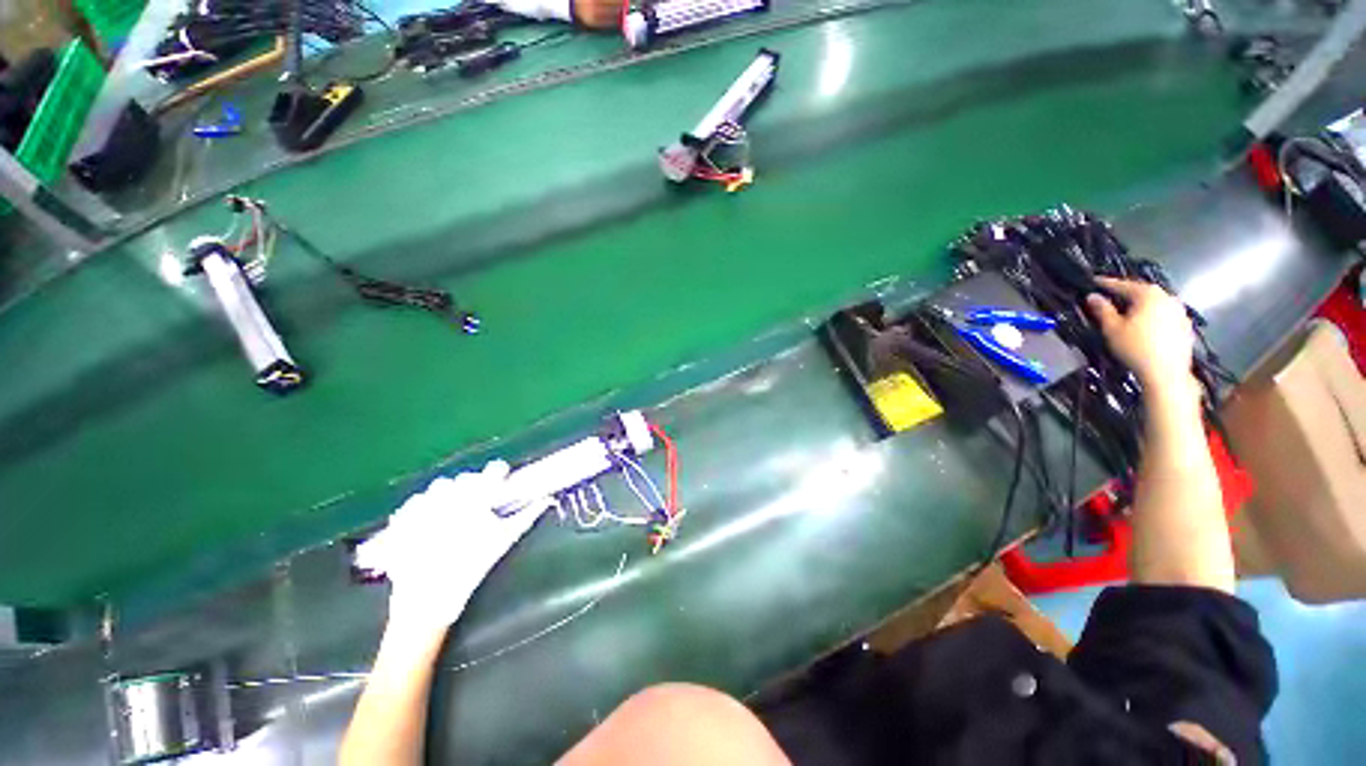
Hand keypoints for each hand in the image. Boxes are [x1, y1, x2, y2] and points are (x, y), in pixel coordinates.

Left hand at [354, 461, 547, 631]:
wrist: (425, 597)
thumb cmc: (471, 566)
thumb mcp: (503, 540)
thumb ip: (526, 516)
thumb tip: (547, 499)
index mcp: (476, 495)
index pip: (495, 469)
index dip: (500, 476)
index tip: (501, 487)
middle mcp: (449, 492)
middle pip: (468, 478)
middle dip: (475, 488)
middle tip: (478, 508)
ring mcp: (423, 502)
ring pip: (441, 486)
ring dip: (450, 495)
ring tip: (452, 516)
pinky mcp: (403, 515)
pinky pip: (418, 501)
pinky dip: (425, 508)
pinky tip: (429, 525)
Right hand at [1085, 277, 1195, 390]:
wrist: (1166, 372)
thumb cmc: (1135, 347)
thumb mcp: (1112, 329)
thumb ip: (1103, 310)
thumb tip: (1093, 296)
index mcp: (1148, 294)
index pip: (1123, 285)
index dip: (1107, 284)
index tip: (1094, 281)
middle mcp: (1167, 297)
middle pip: (1143, 292)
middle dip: (1127, 293)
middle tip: (1111, 296)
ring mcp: (1180, 311)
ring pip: (1156, 303)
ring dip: (1141, 304)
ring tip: (1128, 310)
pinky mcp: (1185, 325)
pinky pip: (1165, 314)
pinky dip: (1153, 315)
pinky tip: (1145, 325)